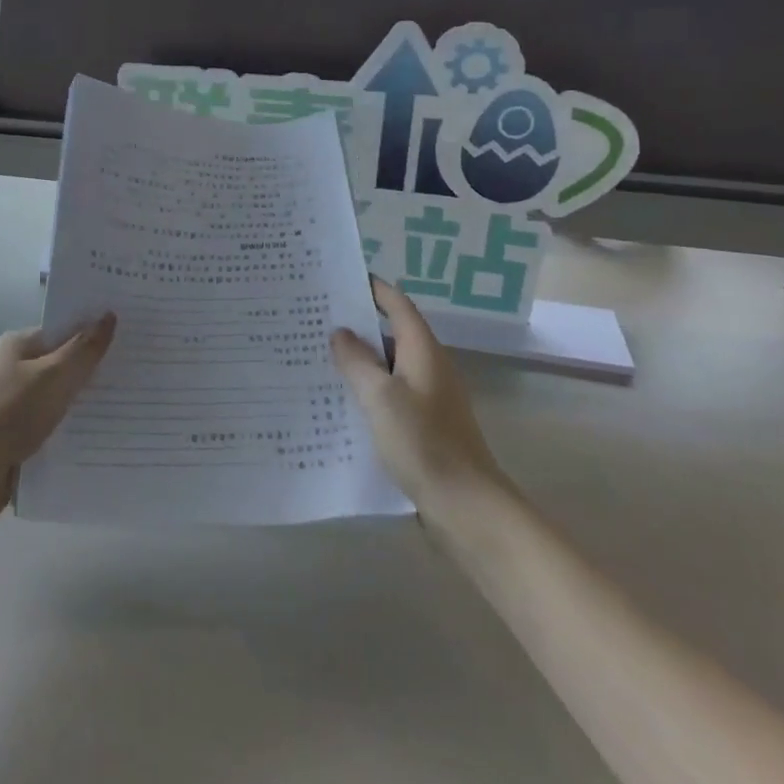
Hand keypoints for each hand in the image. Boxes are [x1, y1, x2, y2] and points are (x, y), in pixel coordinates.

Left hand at [0, 316, 116, 524]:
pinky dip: (77, 428)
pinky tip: (108, 434)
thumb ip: (84, 348)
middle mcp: (18, 368)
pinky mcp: (21, 434)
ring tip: (136, 404)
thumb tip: (109, 315)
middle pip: (67, 362)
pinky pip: (57, 424)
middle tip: (144, 370)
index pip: (66, 329)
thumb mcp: (53, 376)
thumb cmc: (9, 413)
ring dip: (90, 402)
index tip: (135, 336)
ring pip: (64, 396)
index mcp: (20, 345)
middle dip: (98, 368)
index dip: (97, 331)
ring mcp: (18, 403)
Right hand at [331, 278, 500, 507]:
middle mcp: (429, 367)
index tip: (339, 278)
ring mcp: (429, 397)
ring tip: (319, 355)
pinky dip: (368, 388)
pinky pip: (391, 393)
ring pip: (389, 365)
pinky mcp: (425, 424)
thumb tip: (340, 332)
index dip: (372, 288)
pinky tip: (341, 399)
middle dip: (358, 323)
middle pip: (392, 332)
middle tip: (316, 317)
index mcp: (423, 351)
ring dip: (360, 358)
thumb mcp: (381, 397)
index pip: (397, 304)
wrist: (467, 506)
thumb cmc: (423, 443)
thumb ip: (357, 361)